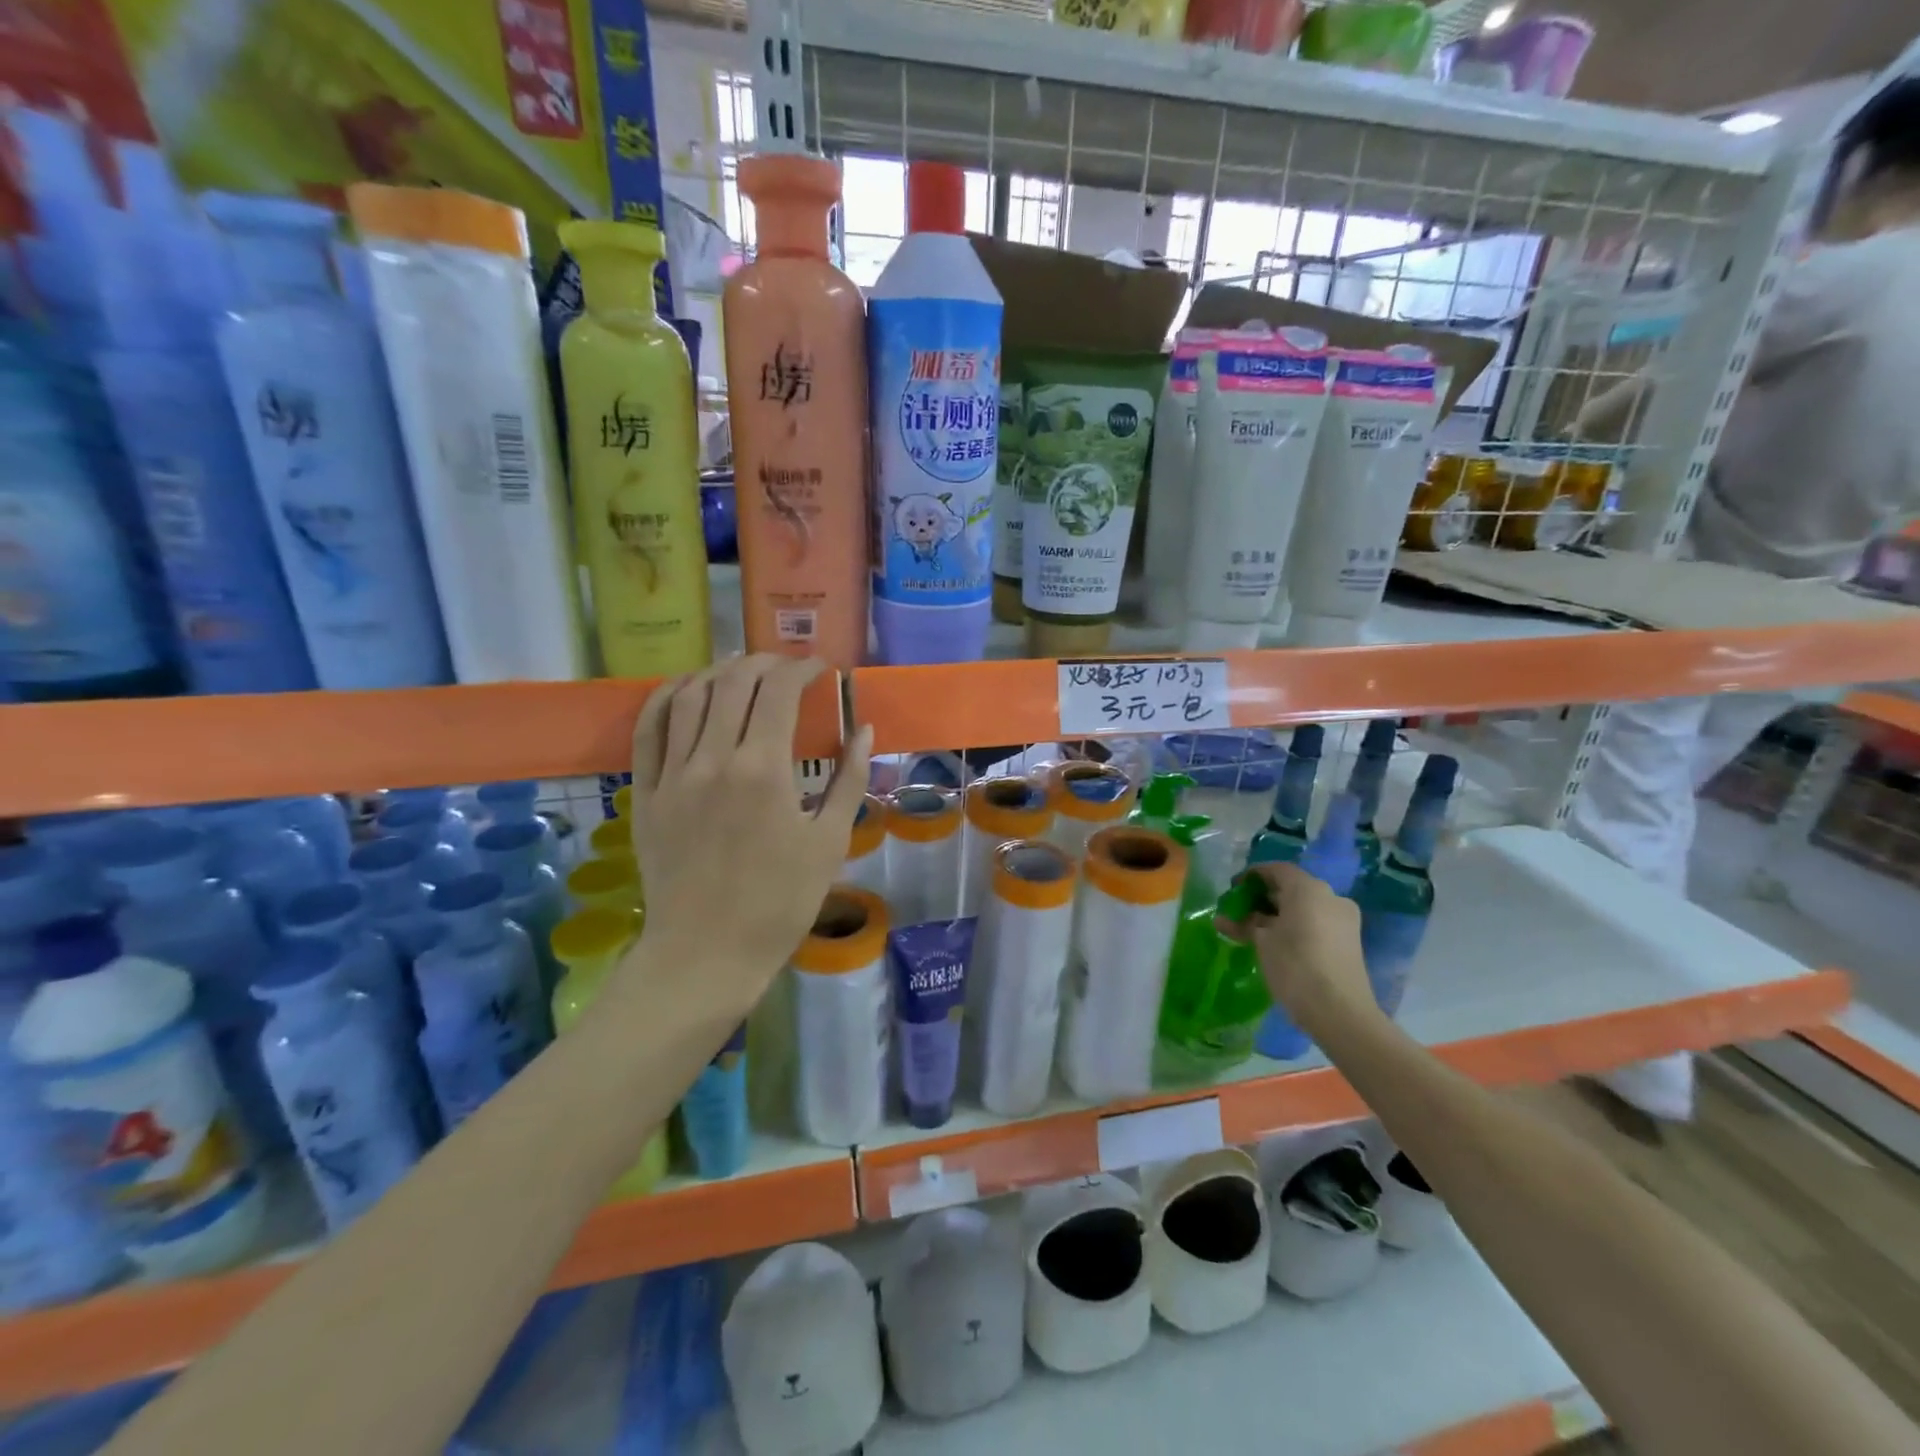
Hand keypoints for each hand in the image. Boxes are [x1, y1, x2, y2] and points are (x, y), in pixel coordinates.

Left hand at [628, 656, 871, 1012]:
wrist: (707, 954)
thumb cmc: (780, 902)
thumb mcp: (829, 842)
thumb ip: (849, 779)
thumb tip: (864, 730)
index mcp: (763, 770)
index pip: (779, 691)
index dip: (802, 670)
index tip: (820, 670)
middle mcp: (713, 759)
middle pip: (734, 682)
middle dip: (765, 663)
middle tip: (788, 669)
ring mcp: (672, 774)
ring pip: (689, 695)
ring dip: (720, 672)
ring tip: (743, 673)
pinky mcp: (646, 792)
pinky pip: (649, 729)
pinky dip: (668, 697)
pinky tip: (686, 689)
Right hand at [1219, 862, 1377, 1039]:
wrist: (1340, 1013)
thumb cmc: (1295, 967)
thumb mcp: (1262, 941)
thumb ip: (1244, 923)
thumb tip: (1224, 918)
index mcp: (1309, 889)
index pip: (1276, 869)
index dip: (1252, 876)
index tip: (1233, 890)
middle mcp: (1330, 897)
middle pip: (1291, 887)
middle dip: (1263, 897)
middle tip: (1240, 912)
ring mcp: (1343, 919)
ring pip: (1304, 907)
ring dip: (1277, 914)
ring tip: (1253, 931)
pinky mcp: (1349, 941)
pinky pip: (1316, 922)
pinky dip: (1294, 926)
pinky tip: (1275, 943)